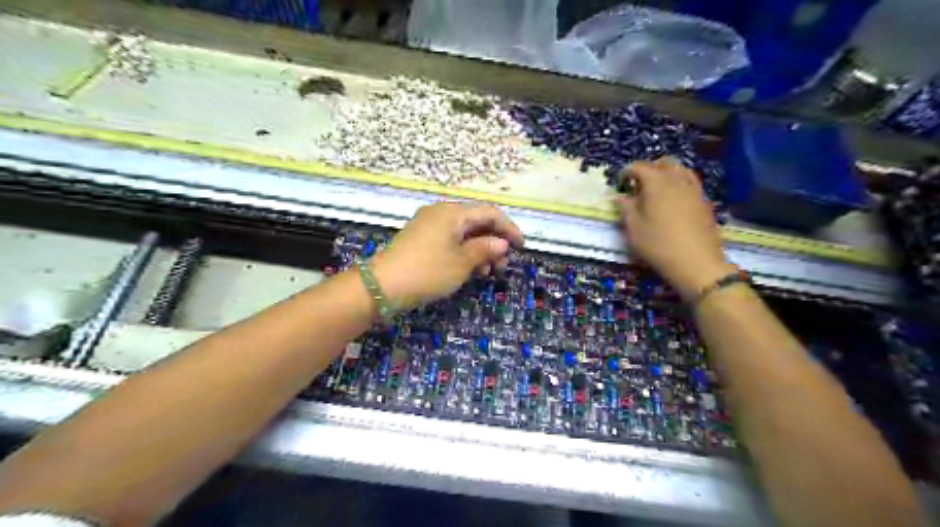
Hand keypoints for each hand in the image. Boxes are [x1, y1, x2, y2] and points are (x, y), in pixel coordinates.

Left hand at [371, 201, 525, 308]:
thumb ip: (485, 249)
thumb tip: (501, 243)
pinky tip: (469, 270)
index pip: (490, 213)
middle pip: (476, 222)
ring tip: (486, 272)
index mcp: (453, 212)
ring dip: (479, 250)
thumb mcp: (462, 263)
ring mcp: (429, 225)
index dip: (509, 229)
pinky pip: (450, 240)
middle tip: (502, 266)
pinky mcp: (421, 239)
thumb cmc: (428, 271)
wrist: (382, 285)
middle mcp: (441, 213)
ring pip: (463, 233)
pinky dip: (463, 252)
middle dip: (493, 242)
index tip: (522, 247)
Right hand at [617, 157, 741, 299]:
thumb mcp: (633, 228)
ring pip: (681, 170)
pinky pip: (691, 184)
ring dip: (668, 174)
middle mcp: (677, 180)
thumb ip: (626, 208)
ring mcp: (694, 190)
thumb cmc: (658, 244)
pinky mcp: (705, 202)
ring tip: (658, 189)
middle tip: (639, 184)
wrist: (696, 262)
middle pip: (664, 163)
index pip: (639, 167)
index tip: (620, 183)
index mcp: (656, 183)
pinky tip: (674, 201)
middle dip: (650, 169)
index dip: (627, 172)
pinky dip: (680, 185)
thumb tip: (621, 197)